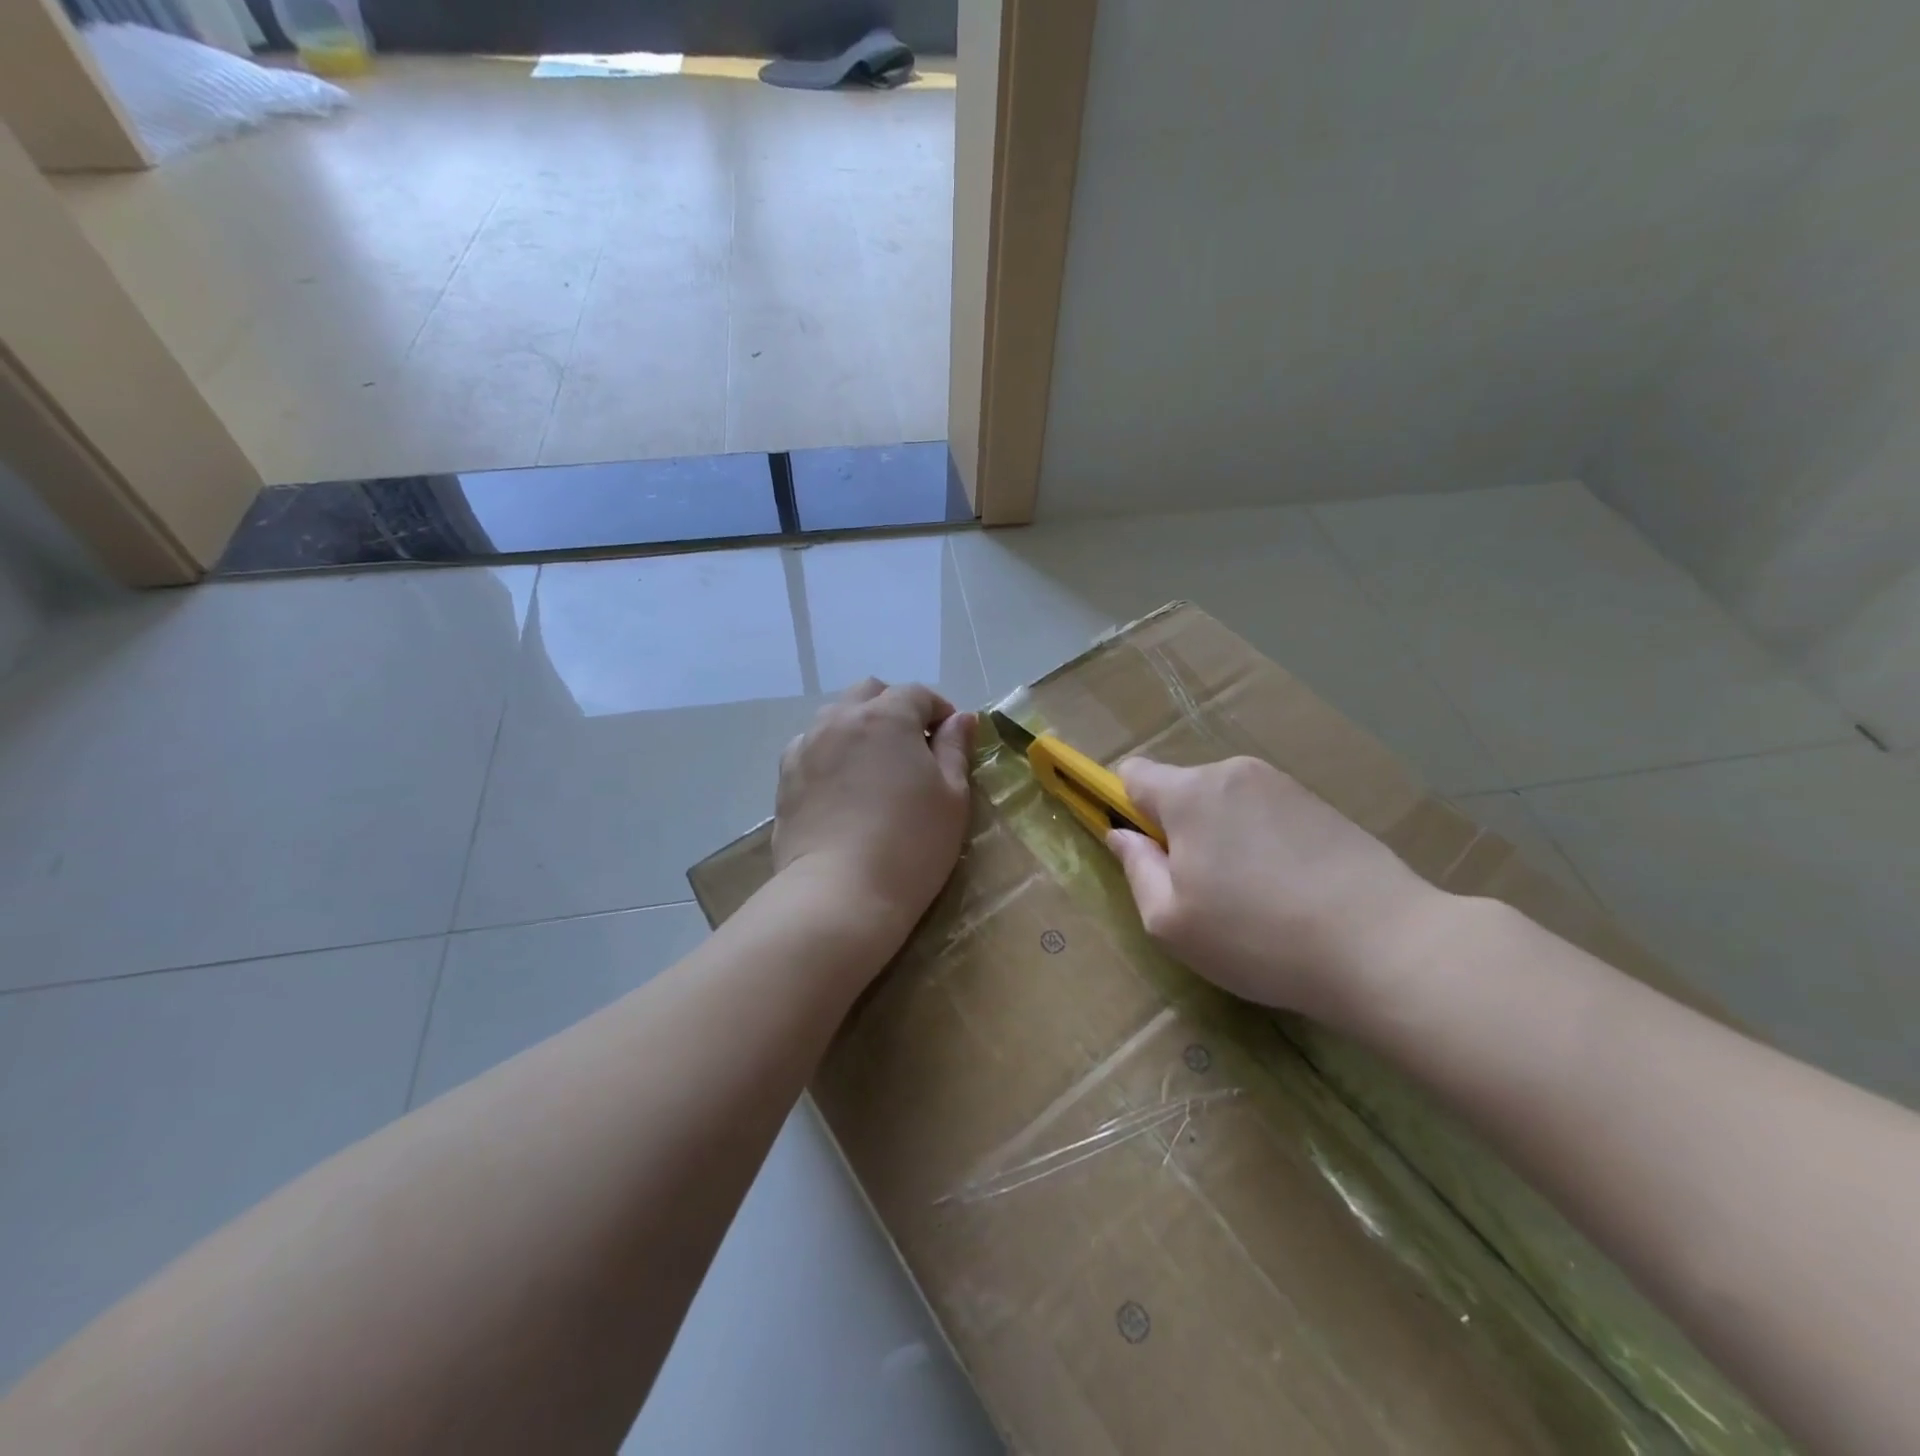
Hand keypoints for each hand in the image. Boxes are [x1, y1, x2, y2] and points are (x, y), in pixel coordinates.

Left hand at [773, 679, 974, 944]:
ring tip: (875, 764)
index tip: (951, 738)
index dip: (939, 710)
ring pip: (836, 716)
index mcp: (887, 716)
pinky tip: (841, 783)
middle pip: (870, 693)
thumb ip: (955, 748)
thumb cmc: (911, 843)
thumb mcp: (952, 795)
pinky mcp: (786, 777)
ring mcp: (807, 746)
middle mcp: (841, 719)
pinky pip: (810, 746)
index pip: (916, 693)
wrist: (841, 892)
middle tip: (913, 746)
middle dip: (895, 708)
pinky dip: (830, 750)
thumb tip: (960, 718)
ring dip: (860, 726)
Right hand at [1106, 756, 1448, 1019]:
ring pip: (1226, 804)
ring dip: (1223, 837)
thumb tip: (1123, 836)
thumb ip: (1136, 869)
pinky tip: (1290, 889)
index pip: (1133, 774)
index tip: (1148, 854)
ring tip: (1254, 897)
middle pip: (1183, 790)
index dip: (1127, 809)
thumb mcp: (1171, 922)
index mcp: (1190, 793)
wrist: (1385, 946)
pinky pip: (1266, 813)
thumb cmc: (1258, 937)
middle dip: (1180, 830)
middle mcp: (1233, 773)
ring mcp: (1283, 785)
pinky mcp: (1321, 804)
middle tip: (1203, 891)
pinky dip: (1262, 842)